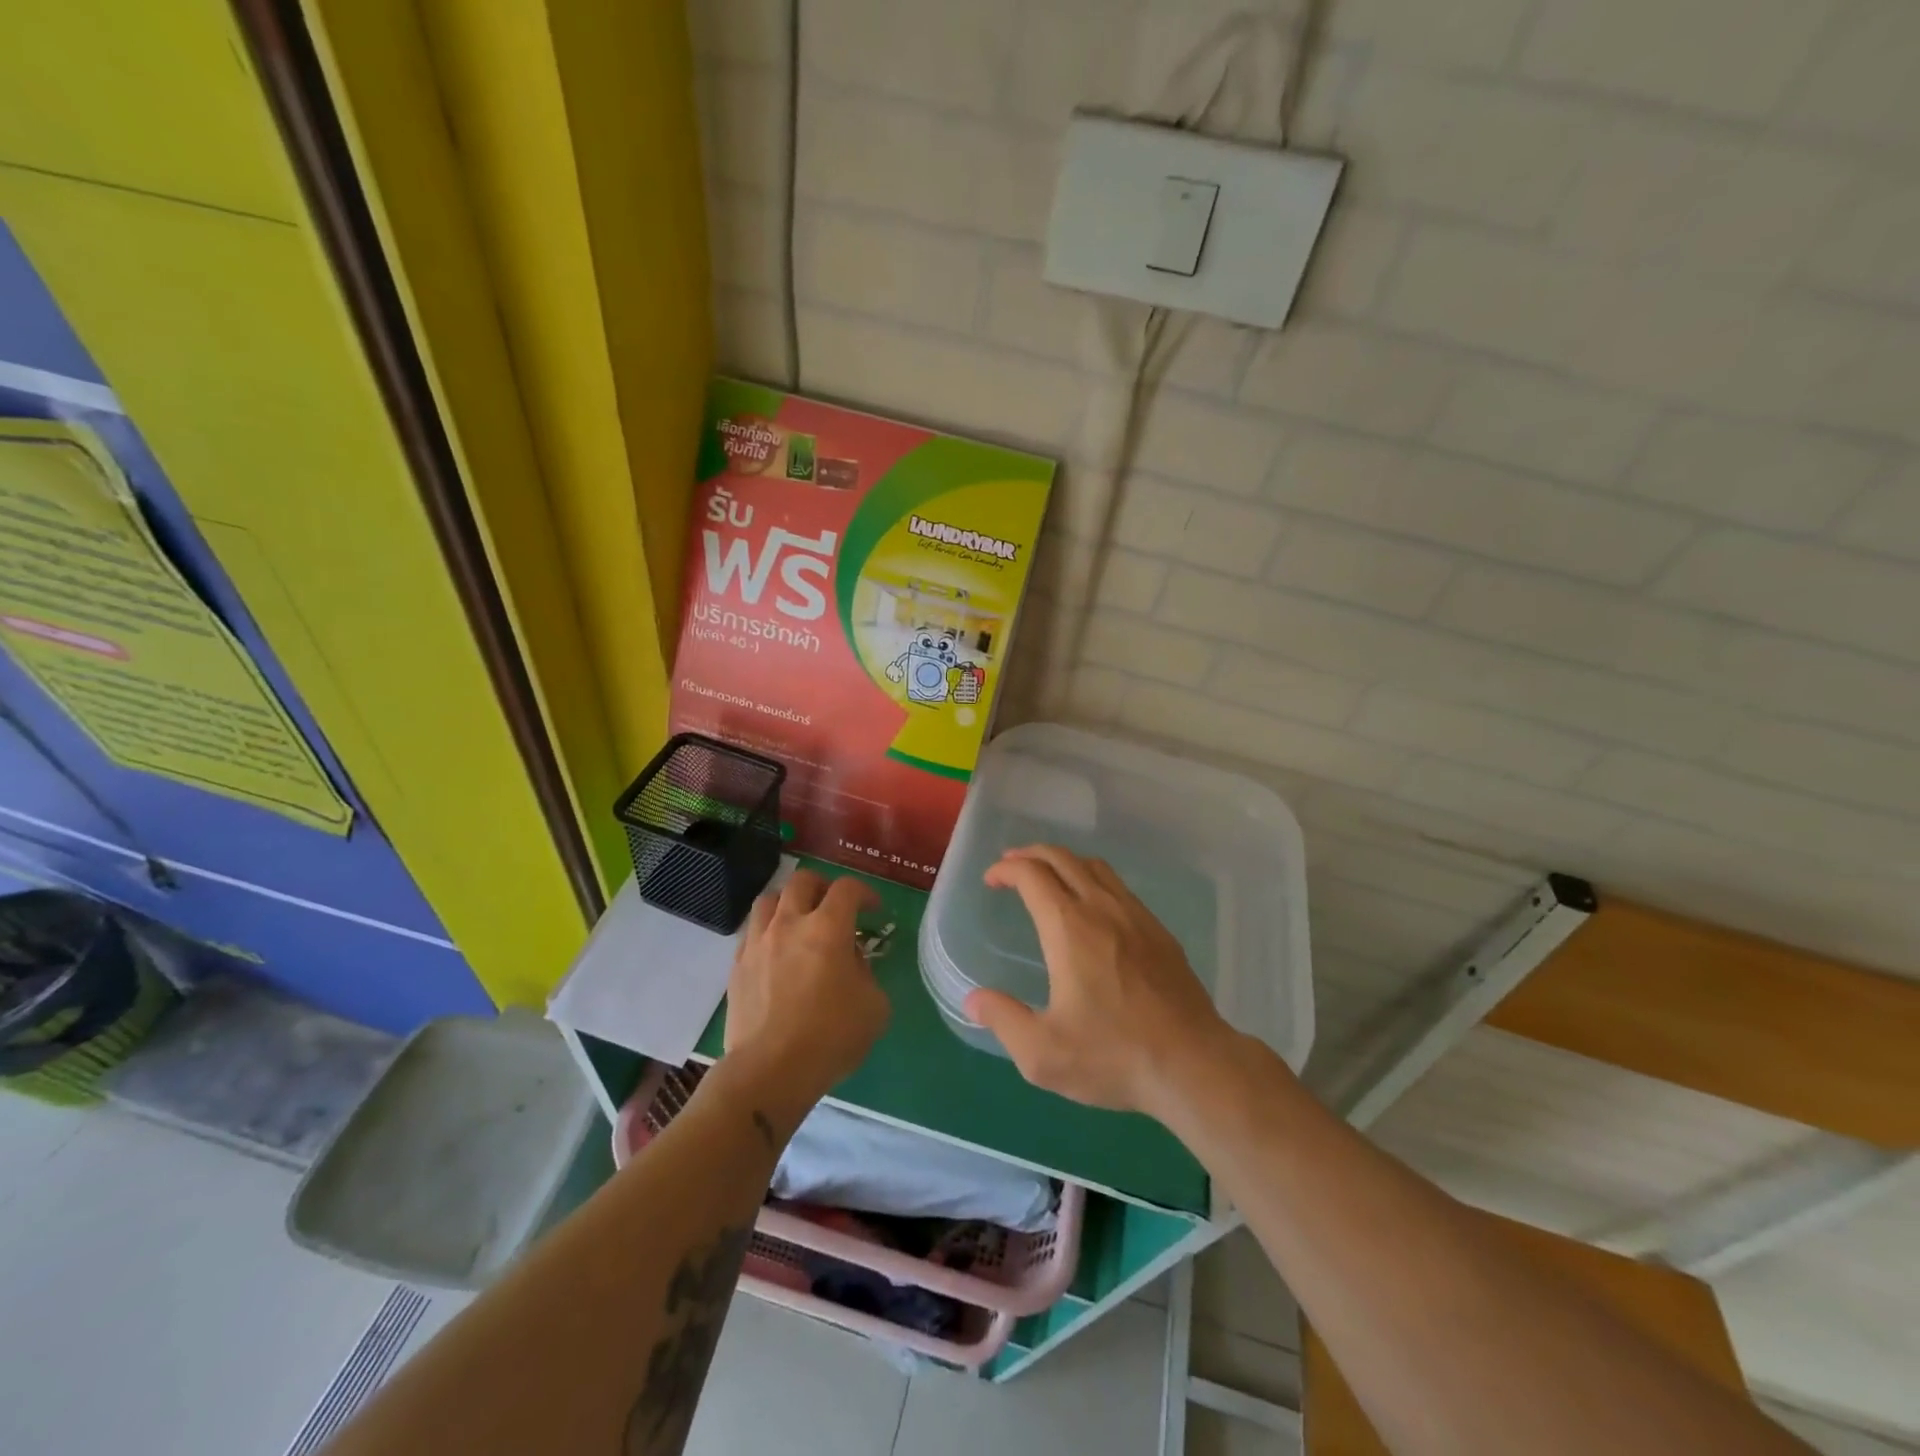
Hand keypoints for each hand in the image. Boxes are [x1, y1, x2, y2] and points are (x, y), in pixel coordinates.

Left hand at [723, 869, 890, 1114]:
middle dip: (823, 887)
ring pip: (769, 899)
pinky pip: (752, 931)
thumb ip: (866, 972)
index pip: (847, 889)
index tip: (873, 909)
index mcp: (828, 928)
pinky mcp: (737, 965)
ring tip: (799, 921)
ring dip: (789, 902)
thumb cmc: (830, 1037)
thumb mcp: (874, 1006)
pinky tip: (777, 951)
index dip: (865, 892)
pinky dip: (768, 931)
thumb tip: (850, 961)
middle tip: (834, 907)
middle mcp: (790, 924)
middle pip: (803, 881)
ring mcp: (758, 943)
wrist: (770, 1071)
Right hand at [965, 845, 1233, 1116]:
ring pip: (1095, 867)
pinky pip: (1120, 887)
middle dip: (1031, 855)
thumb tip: (974, 999)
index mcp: (1069, 928)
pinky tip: (1092, 907)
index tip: (991, 880)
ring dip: (1064, 862)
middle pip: (1063, 858)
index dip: (1006, 869)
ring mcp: (1136, 916)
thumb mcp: (1043, 1053)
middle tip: (1011, 867)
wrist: (1193, 1064)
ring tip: (1048, 877)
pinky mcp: (1160, 932)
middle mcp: (1102, 909)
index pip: (1032, 875)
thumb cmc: (1113, 1056)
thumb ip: (1003, 1020)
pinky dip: (1093, 880)